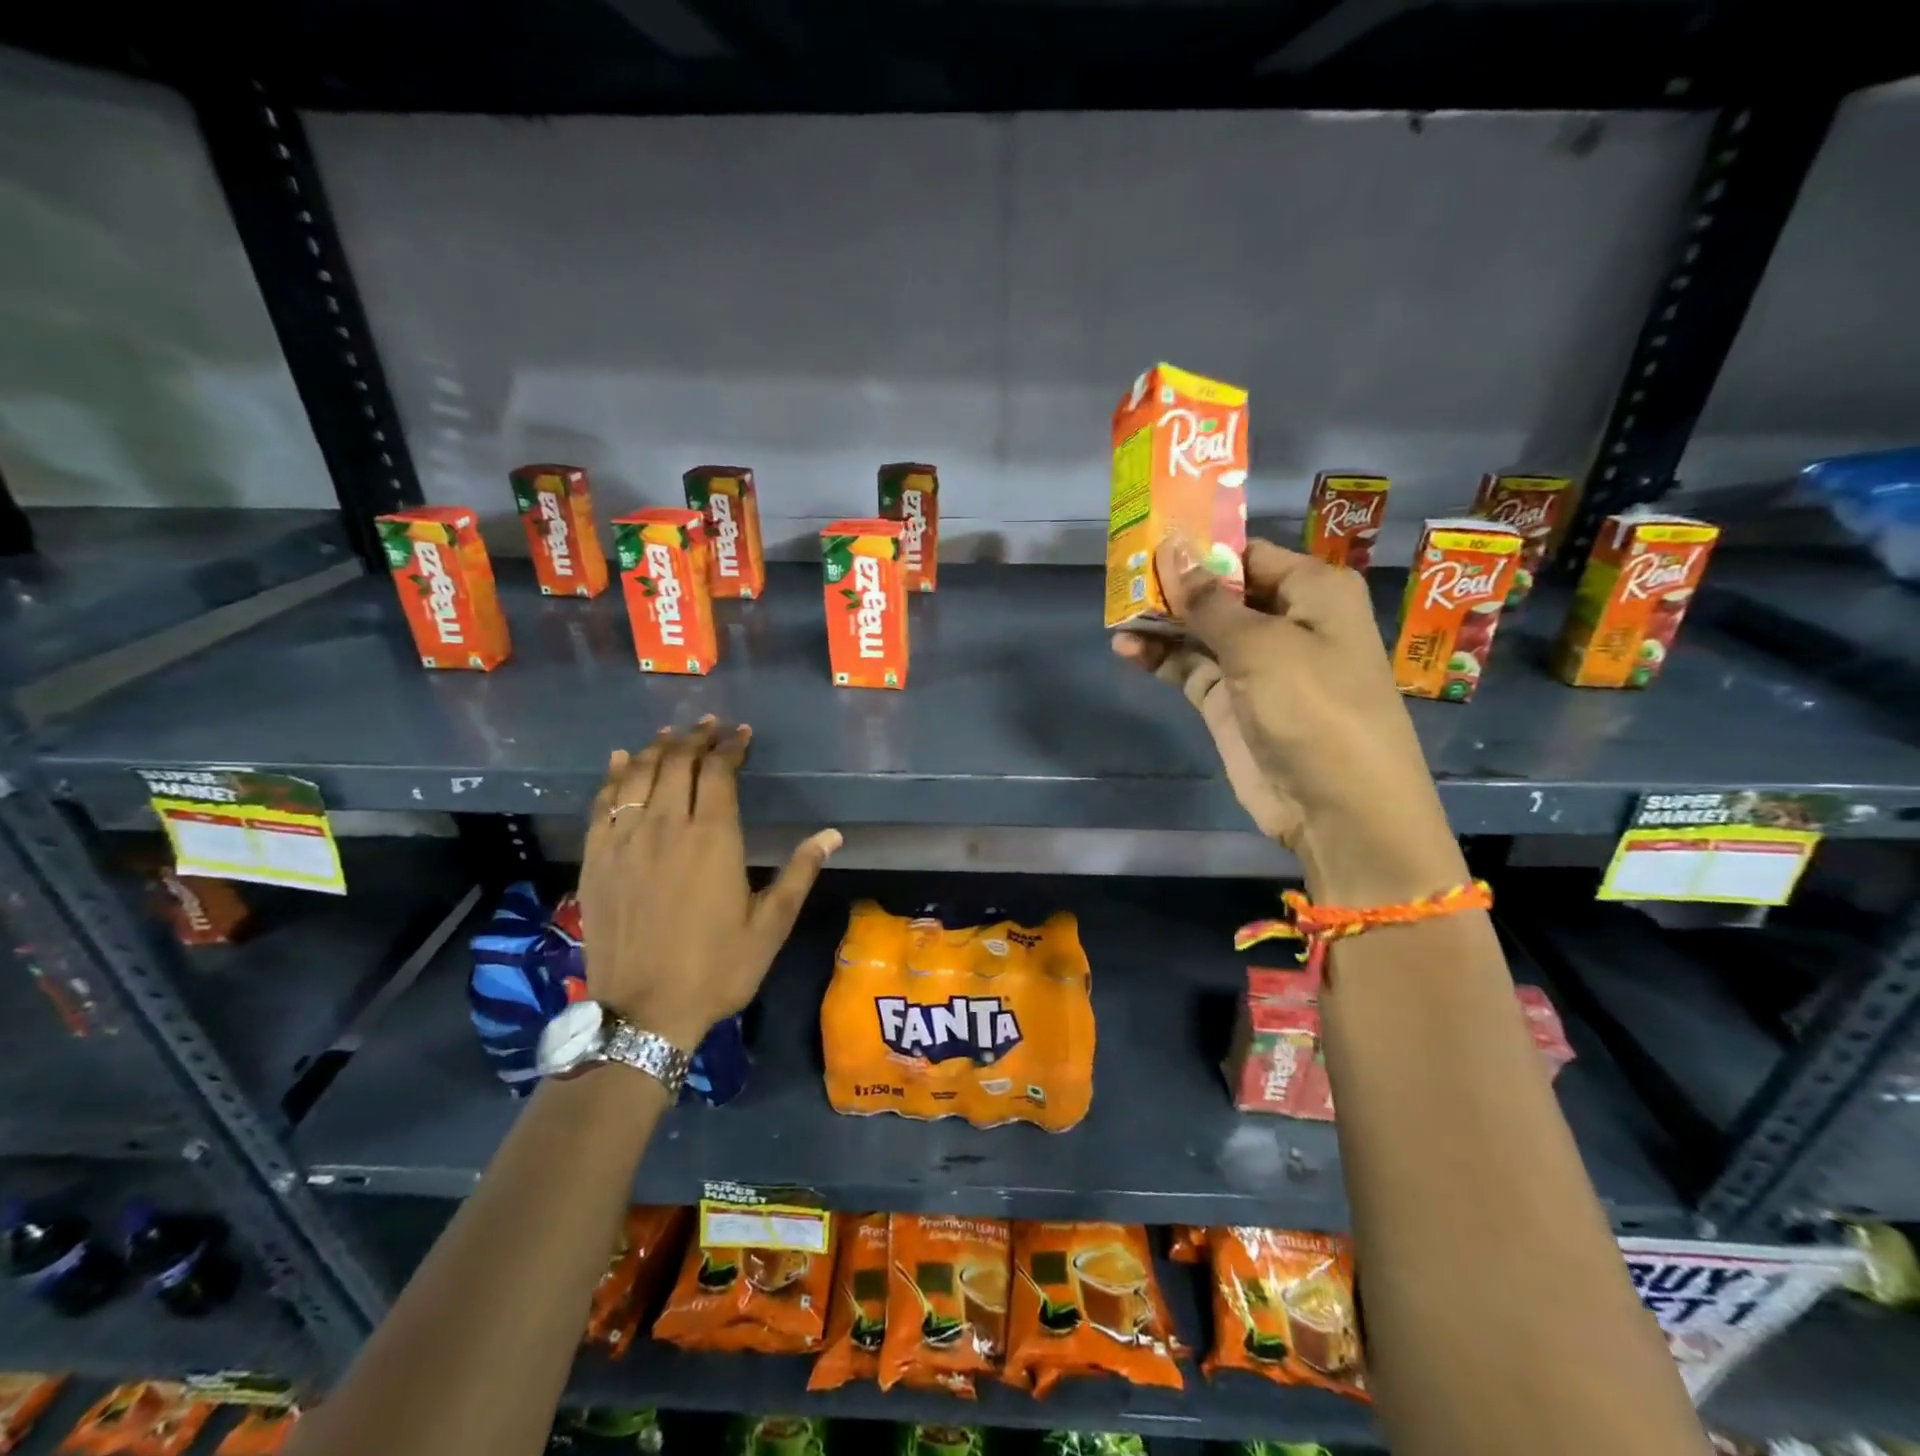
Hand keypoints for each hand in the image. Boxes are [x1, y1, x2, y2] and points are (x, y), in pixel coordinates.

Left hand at [576, 719, 841, 1050]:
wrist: (644, 1012)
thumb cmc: (717, 968)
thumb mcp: (770, 924)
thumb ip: (800, 872)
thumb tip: (832, 834)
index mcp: (713, 837)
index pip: (720, 772)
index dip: (731, 746)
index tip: (741, 733)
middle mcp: (667, 826)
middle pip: (678, 762)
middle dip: (696, 738)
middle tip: (710, 726)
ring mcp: (625, 840)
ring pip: (639, 774)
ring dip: (658, 748)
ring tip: (673, 734)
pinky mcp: (596, 858)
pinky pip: (602, 802)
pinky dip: (615, 774)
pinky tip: (623, 760)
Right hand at [1112, 536, 1464, 903]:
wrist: (1338, 808)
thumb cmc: (1315, 707)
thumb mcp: (1260, 645)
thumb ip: (1207, 600)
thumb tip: (1171, 548)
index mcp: (1312, 591)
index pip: (1247, 554)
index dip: (1200, 547)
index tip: (1148, 537)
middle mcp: (1286, 620)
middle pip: (1220, 590)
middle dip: (1174, 584)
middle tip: (1122, 574)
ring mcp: (1255, 664)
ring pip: (1200, 630)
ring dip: (1161, 622)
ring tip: (1116, 611)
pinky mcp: (1231, 701)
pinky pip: (1190, 668)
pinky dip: (1161, 658)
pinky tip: (1127, 649)